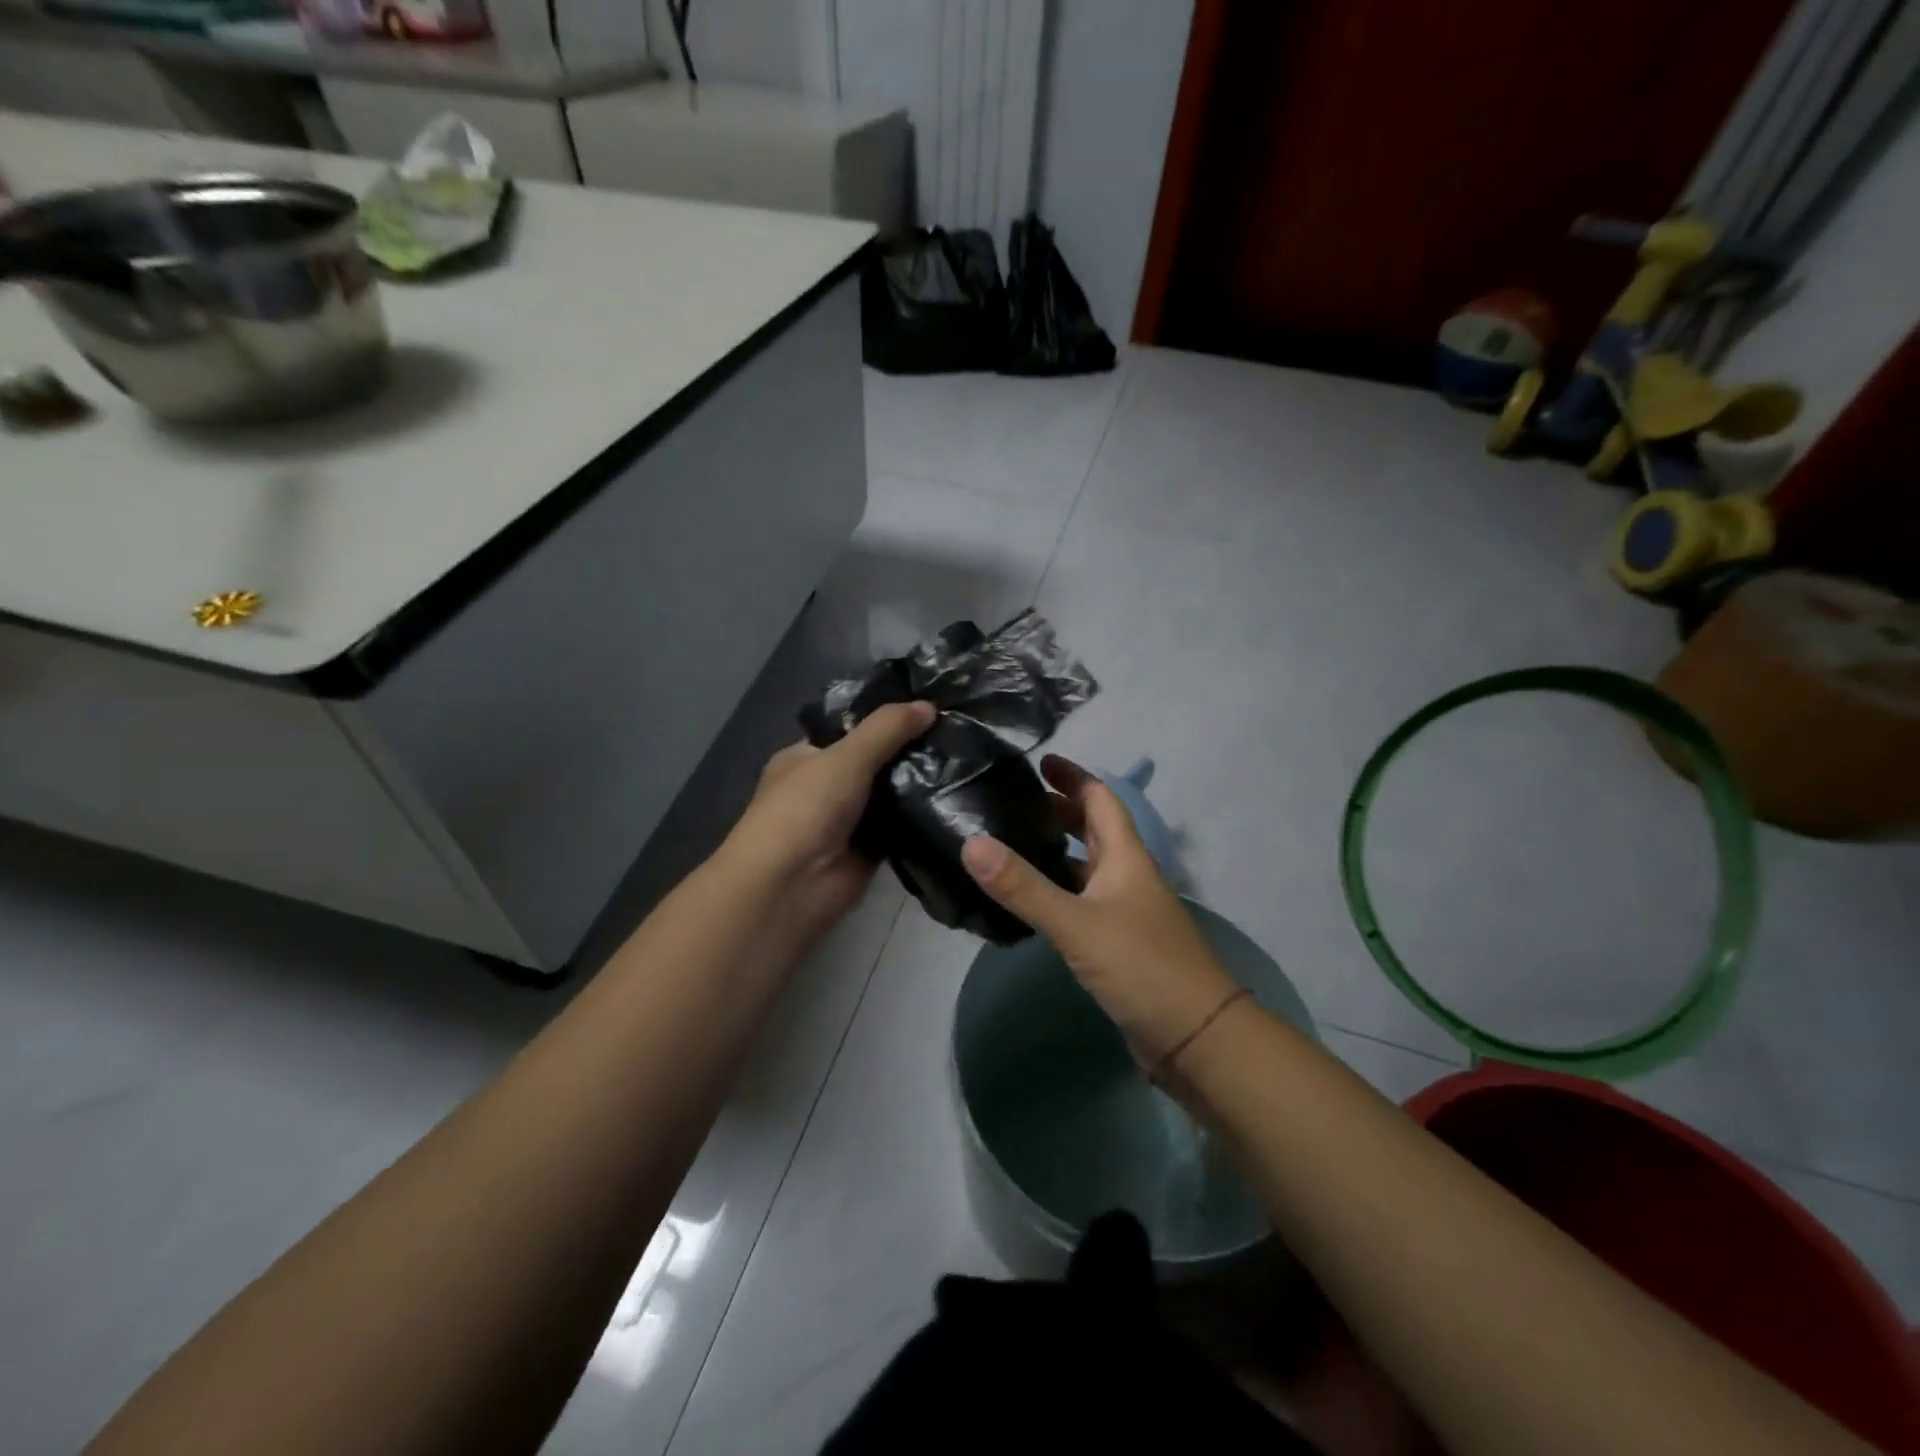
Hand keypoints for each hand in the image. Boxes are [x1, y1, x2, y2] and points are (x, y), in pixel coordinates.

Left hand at [723, 700, 935, 936]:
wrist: (792, 885)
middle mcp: (824, 787)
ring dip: (918, 784)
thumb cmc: (806, 808)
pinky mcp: (868, 850)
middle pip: (874, 761)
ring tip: (965, 761)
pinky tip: (955, 800)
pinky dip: (920, 817)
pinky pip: (900, 827)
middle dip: (908, 751)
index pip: (850, 729)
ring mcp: (846, 820)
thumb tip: (930, 706)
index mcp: (806, 757)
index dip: (885, 719)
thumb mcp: (846, 756)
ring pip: (890, 794)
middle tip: (956, 734)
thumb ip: (887, 728)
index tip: (929, 708)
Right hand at [960, 756, 1243, 1069]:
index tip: (1039, 763)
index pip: (1100, 799)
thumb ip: (1023, 887)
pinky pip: (1081, 903)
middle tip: (1013, 805)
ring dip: (1055, 854)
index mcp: (1126, 856)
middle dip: (1060, 812)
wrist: (1195, 1036)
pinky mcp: (1117, 944)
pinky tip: (1025, 903)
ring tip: (1008, 847)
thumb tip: (971, 843)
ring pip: (1086, 868)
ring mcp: (1124, 911)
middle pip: (1094, 830)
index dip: (1073, 777)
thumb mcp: (1077, 923)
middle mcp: (1127, 876)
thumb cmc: (1142, 965)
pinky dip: (1056, 893)